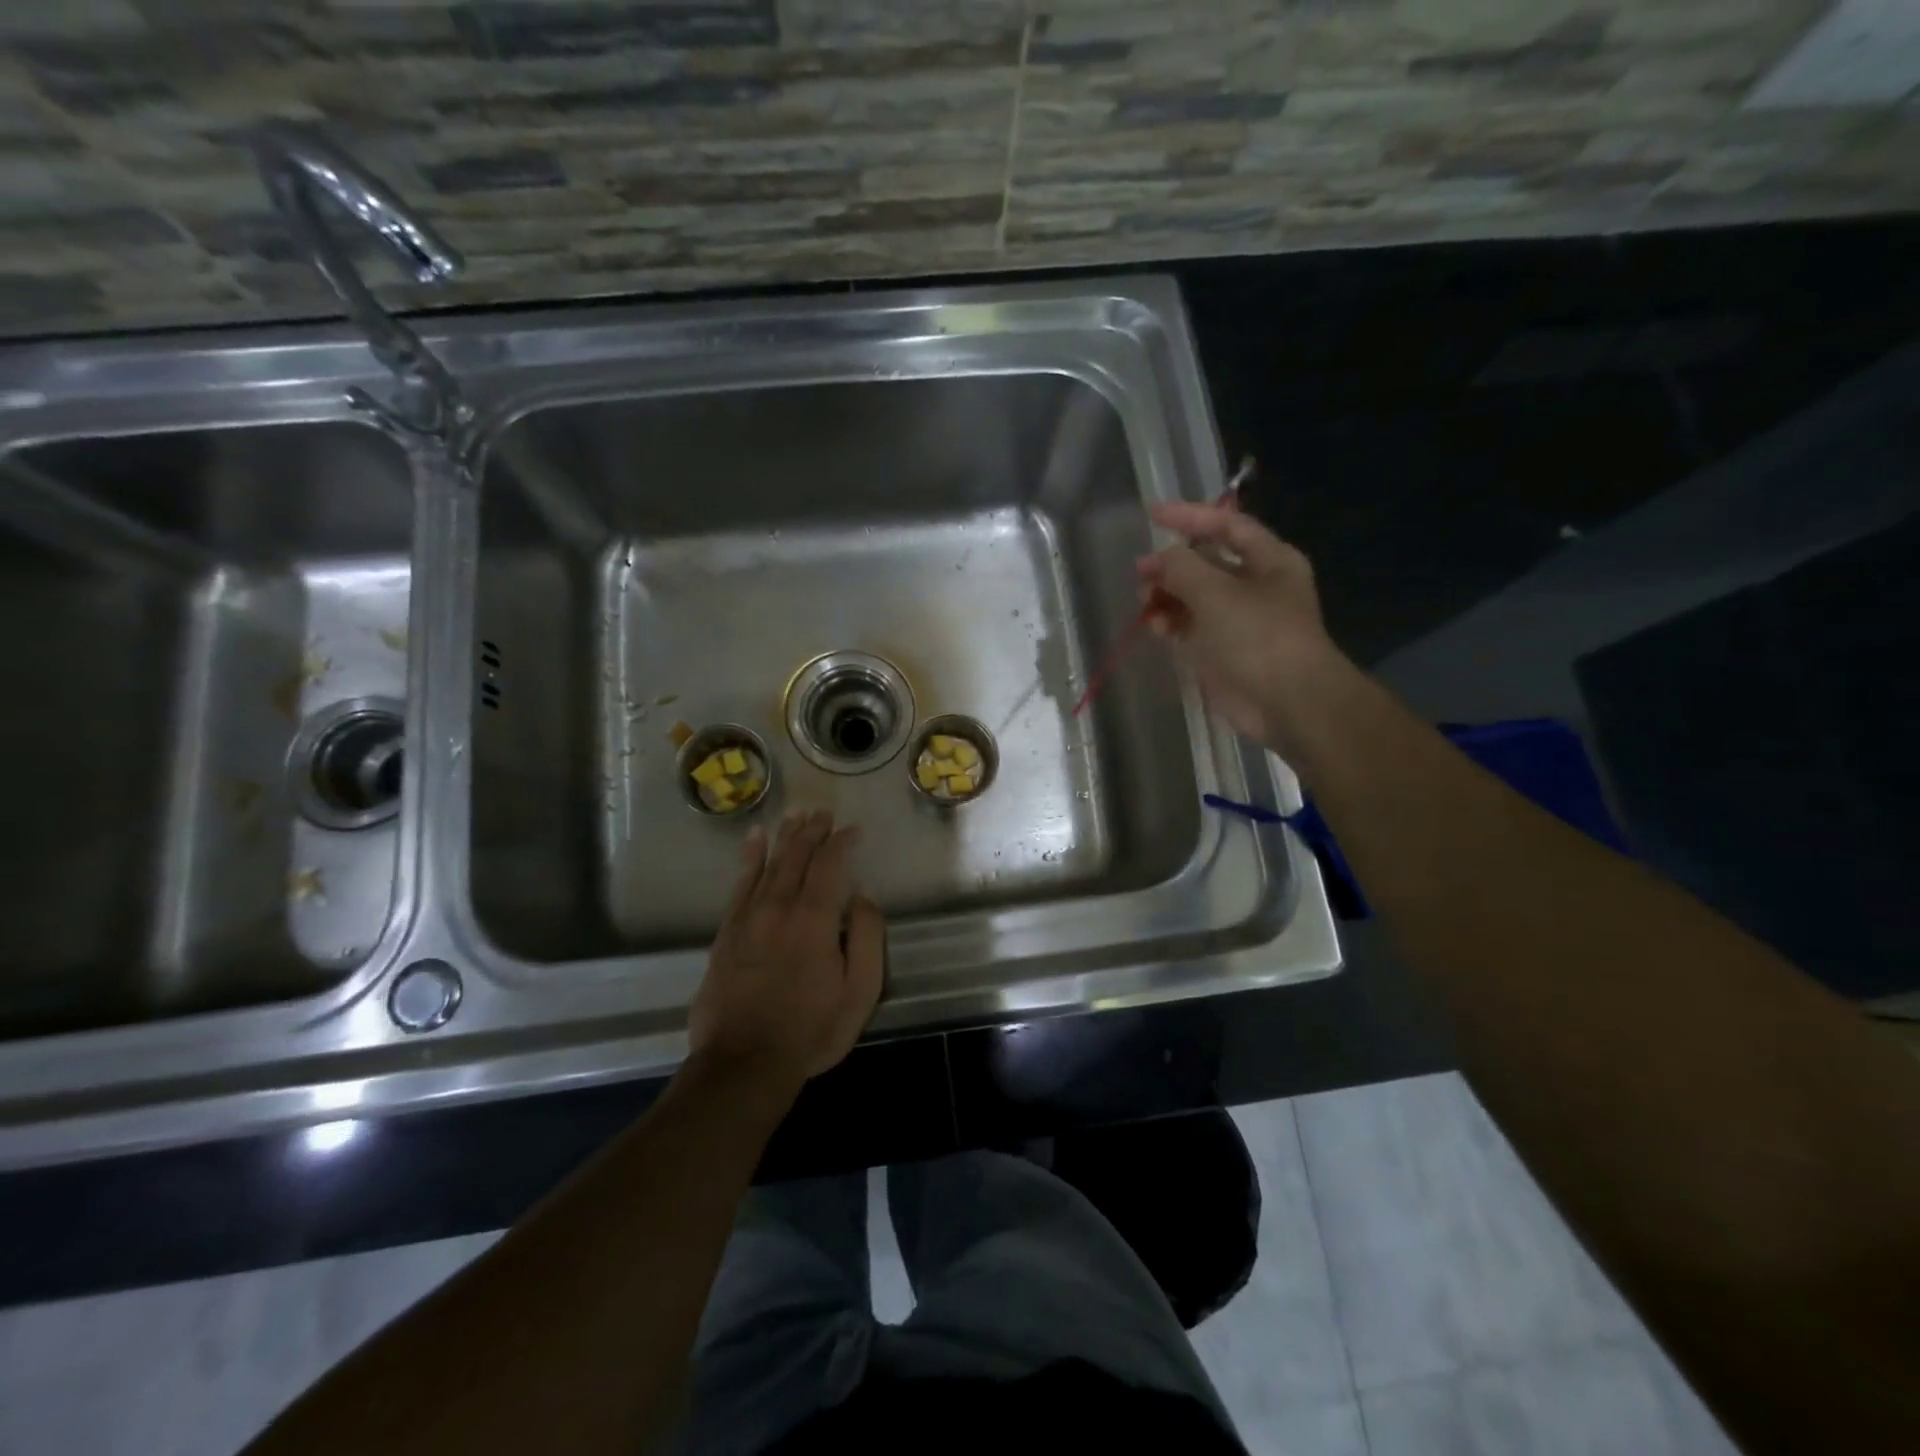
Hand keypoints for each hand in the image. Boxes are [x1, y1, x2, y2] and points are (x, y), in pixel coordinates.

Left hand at [689, 809, 884, 1091]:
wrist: (744, 1063)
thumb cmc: (811, 1030)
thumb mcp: (859, 993)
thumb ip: (866, 938)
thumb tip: (862, 897)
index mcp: (815, 919)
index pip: (830, 865)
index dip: (842, 843)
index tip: (853, 829)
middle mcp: (780, 907)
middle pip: (797, 857)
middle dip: (813, 831)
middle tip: (823, 812)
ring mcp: (749, 918)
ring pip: (769, 863)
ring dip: (785, 836)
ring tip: (796, 814)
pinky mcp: (727, 932)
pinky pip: (739, 883)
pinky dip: (749, 857)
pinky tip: (754, 840)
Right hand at [1137, 500, 1341, 753]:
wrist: (1287, 702)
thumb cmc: (1259, 636)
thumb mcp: (1216, 593)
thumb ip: (1182, 568)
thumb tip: (1157, 560)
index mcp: (1269, 561)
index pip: (1227, 526)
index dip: (1191, 517)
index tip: (1153, 515)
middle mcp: (1255, 586)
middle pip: (1206, 563)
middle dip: (1172, 565)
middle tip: (1141, 573)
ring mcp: (1238, 620)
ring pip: (1194, 597)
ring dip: (1167, 596)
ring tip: (1143, 602)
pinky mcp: (1223, 651)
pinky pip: (1190, 628)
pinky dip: (1170, 624)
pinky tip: (1152, 626)